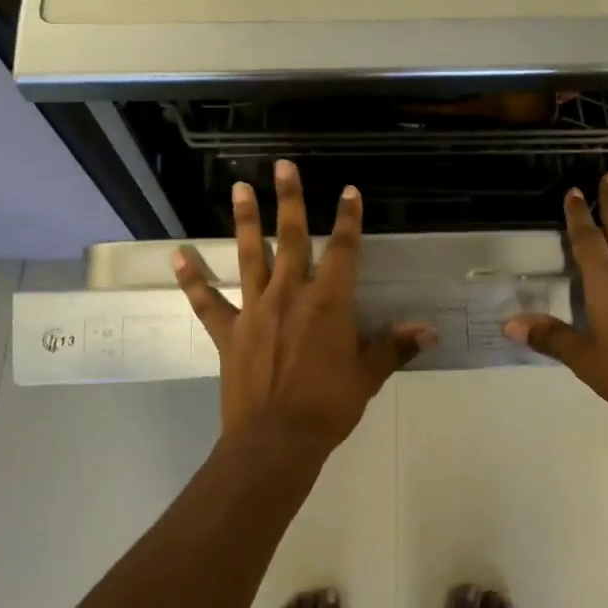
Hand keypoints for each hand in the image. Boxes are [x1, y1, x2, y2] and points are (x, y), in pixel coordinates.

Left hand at [174, 161, 436, 453]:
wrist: (275, 442)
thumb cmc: (328, 407)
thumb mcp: (367, 376)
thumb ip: (394, 346)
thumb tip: (429, 329)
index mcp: (328, 302)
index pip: (342, 250)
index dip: (347, 219)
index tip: (348, 191)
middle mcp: (291, 295)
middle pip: (290, 238)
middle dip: (289, 200)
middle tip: (282, 165)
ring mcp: (255, 311)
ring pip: (249, 256)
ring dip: (244, 221)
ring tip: (239, 188)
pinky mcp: (229, 333)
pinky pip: (208, 302)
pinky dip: (193, 280)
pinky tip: (178, 255)